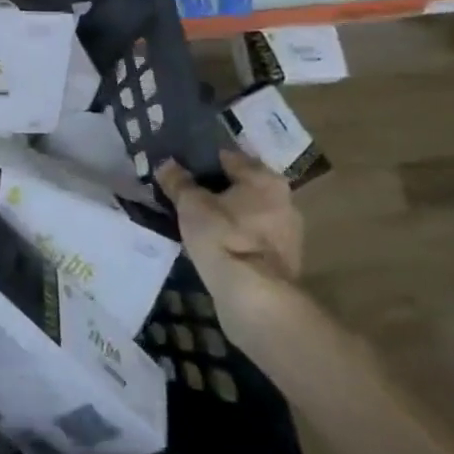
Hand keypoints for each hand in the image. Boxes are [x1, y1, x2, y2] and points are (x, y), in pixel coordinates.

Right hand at [156, 148, 302, 336]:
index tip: (180, 162)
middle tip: (186, 189)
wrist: (254, 296)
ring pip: (248, 212)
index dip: (202, 158)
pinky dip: (234, 234)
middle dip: (216, 187)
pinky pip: (251, 235)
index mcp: (265, 179)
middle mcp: (284, 200)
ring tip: (195, 216)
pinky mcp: (282, 260)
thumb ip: (178, 181)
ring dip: (227, 213)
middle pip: (241, 185)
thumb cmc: (223, 236)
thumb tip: (166, 163)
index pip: (229, 157)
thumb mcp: (191, 204)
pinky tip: (212, 240)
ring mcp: (287, 233)